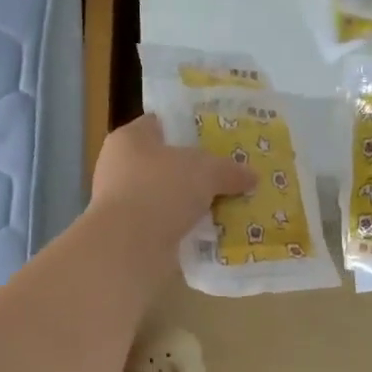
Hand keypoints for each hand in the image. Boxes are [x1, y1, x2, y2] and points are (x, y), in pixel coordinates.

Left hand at [90, 114, 255, 252]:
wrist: (129, 247)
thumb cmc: (161, 190)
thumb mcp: (206, 171)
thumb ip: (229, 170)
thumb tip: (251, 176)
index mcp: (130, 139)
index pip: (161, 124)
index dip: (189, 128)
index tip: (218, 139)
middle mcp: (120, 167)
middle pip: (166, 163)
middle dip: (196, 171)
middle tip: (229, 175)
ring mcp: (122, 203)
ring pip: (167, 197)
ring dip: (192, 203)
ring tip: (227, 206)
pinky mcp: (129, 234)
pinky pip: (165, 225)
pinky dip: (184, 228)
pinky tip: (211, 234)